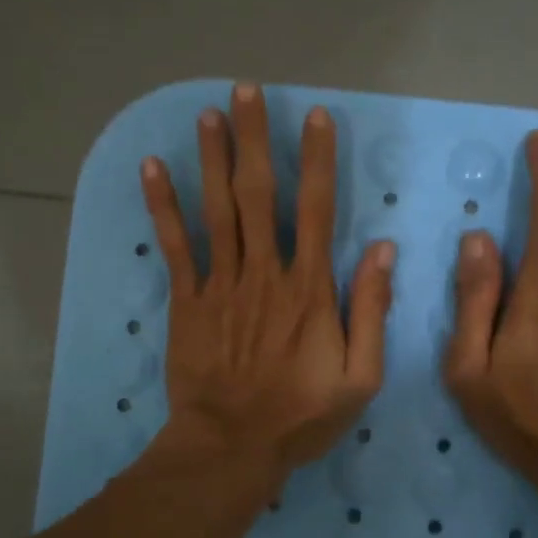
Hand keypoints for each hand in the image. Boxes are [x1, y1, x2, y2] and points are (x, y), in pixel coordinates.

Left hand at [141, 82, 394, 487]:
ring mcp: (221, 284)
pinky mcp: (187, 301)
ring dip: (213, 159)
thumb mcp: (361, 376)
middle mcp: (264, 273)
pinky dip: (163, 206)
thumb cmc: (301, 415)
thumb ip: (372, 311)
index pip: (318, 210)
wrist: (232, 446)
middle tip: (247, 91)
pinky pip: (176, 246)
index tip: (315, 117)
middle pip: (259, 194)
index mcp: (309, 289)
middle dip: (254, 139)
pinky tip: (153, 168)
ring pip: (217, 210)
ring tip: (208, 113)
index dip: (318, 160)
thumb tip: (384, 250)